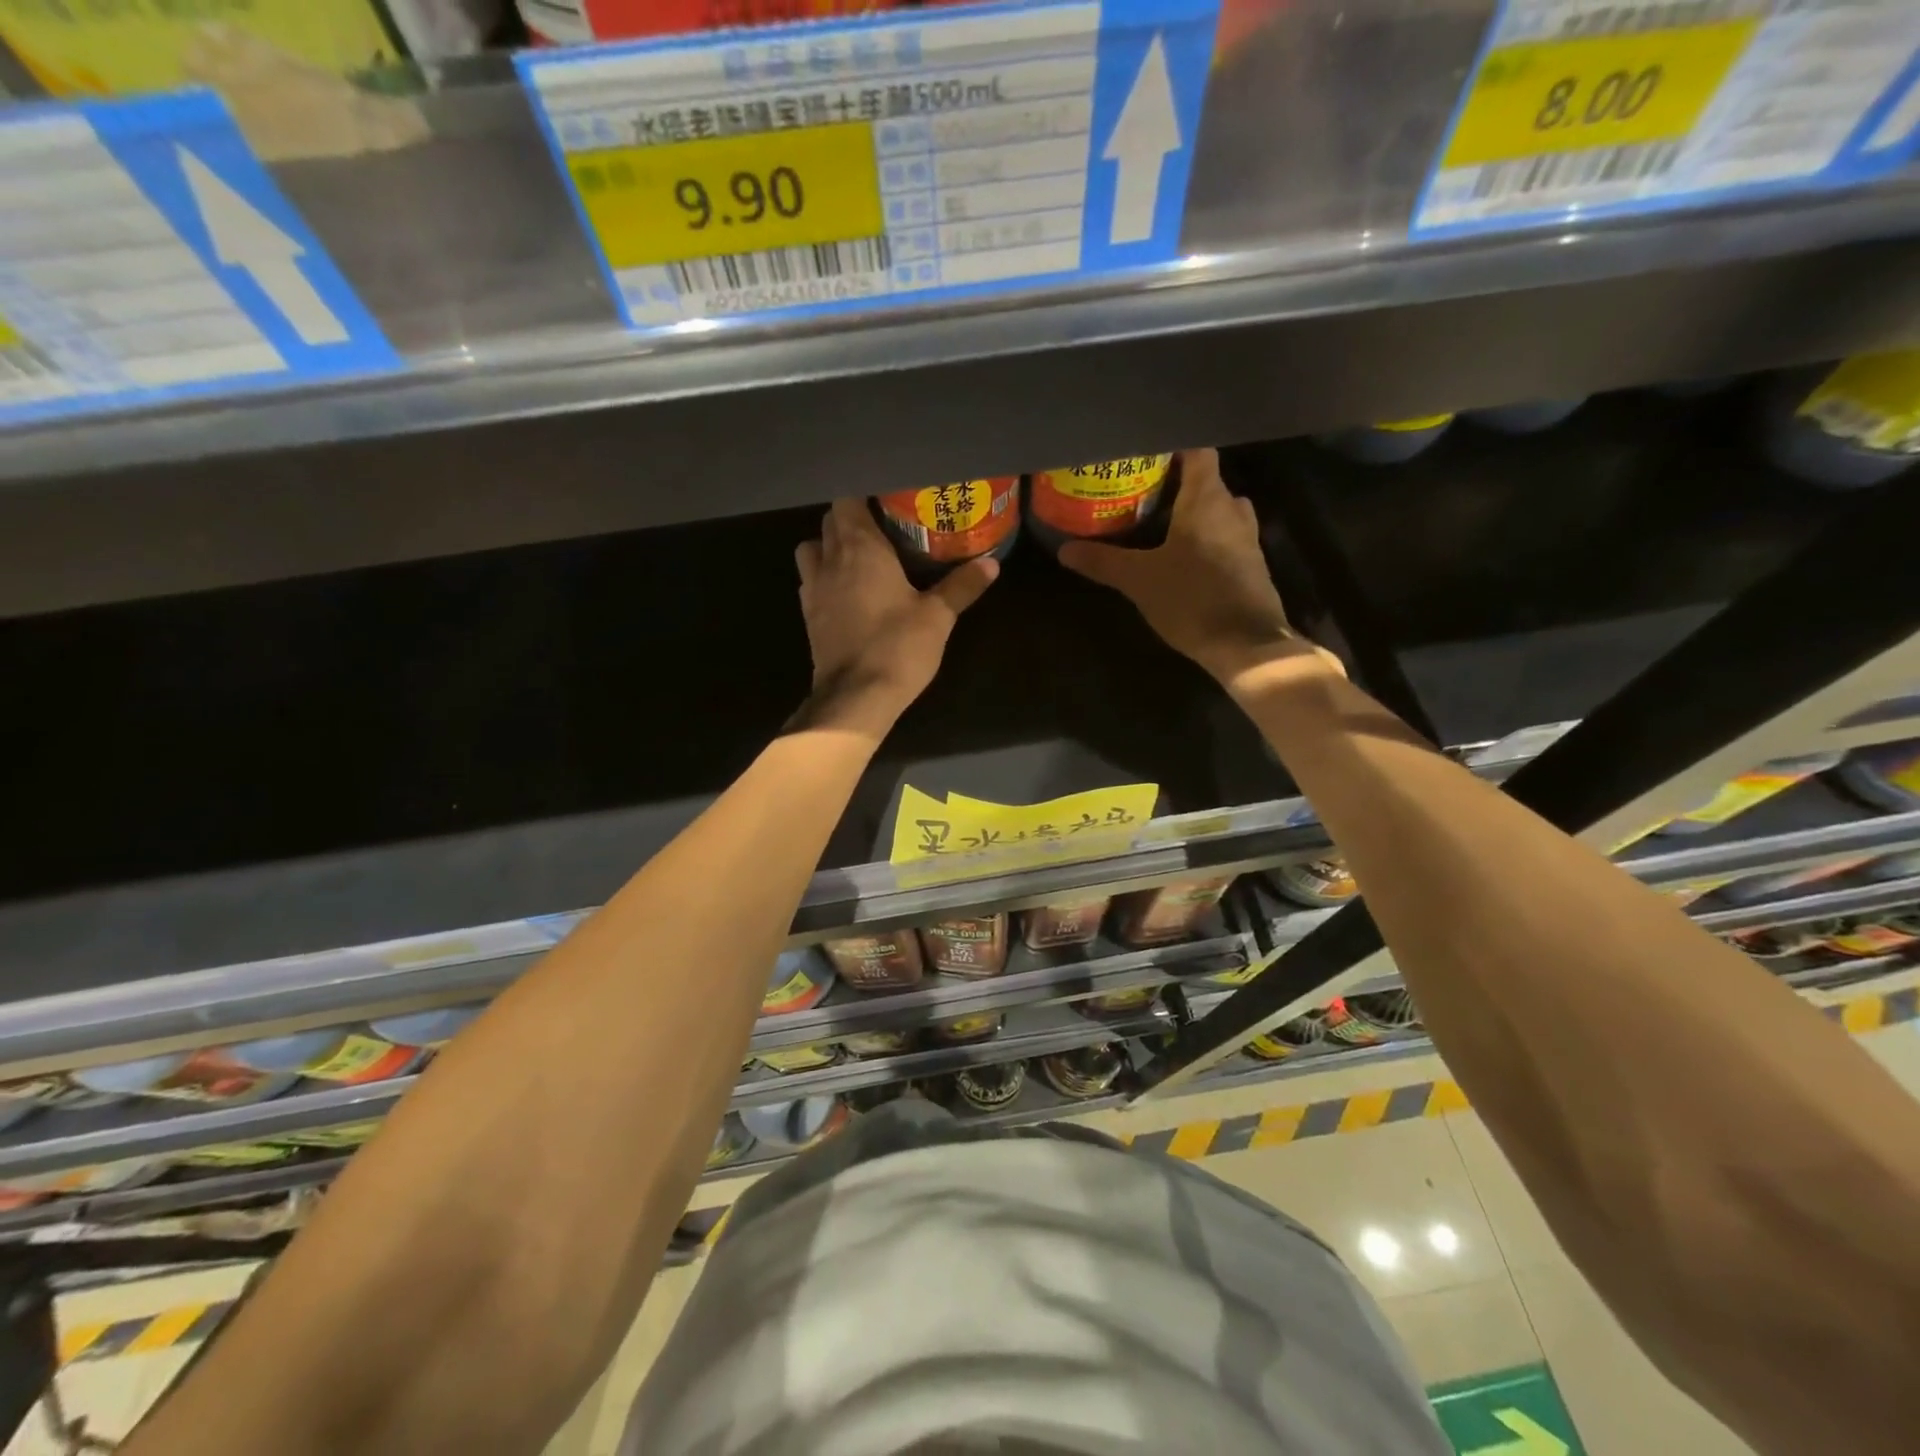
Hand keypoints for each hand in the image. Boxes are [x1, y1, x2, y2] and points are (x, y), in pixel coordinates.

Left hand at [795, 499, 998, 727]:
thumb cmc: (897, 648)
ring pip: (811, 548)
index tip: (888, 502)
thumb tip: (992, 564)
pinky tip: (848, 592)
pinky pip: (810, 581)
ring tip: (859, 559)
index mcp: (860, 548)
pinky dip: (824, 577)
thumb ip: (962, 586)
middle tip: (883, 529)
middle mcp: (830, 560)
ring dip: (829, 546)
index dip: (864, 496)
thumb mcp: (938, 617)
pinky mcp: (808, 616)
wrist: (855, 698)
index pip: (847, 500)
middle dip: (852, 520)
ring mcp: (813, 588)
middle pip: (830, 521)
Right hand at [1059, 449, 1337, 687]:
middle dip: (1177, 483)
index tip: (1145, 454)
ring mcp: (1247, 537)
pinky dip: (1205, 537)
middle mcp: (1232, 509)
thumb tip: (1064, 550)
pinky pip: (1225, 536)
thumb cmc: (1192, 599)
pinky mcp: (1251, 564)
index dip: (1173, 448)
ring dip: (1193, 512)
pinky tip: (1182, 555)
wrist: (1246, 645)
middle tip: (1142, 492)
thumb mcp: (1139, 580)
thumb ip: (1103, 562)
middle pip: (1206, 481)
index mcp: (1207, 499)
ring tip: (1159, 522)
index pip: (1197, 452)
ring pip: (1218, 510)